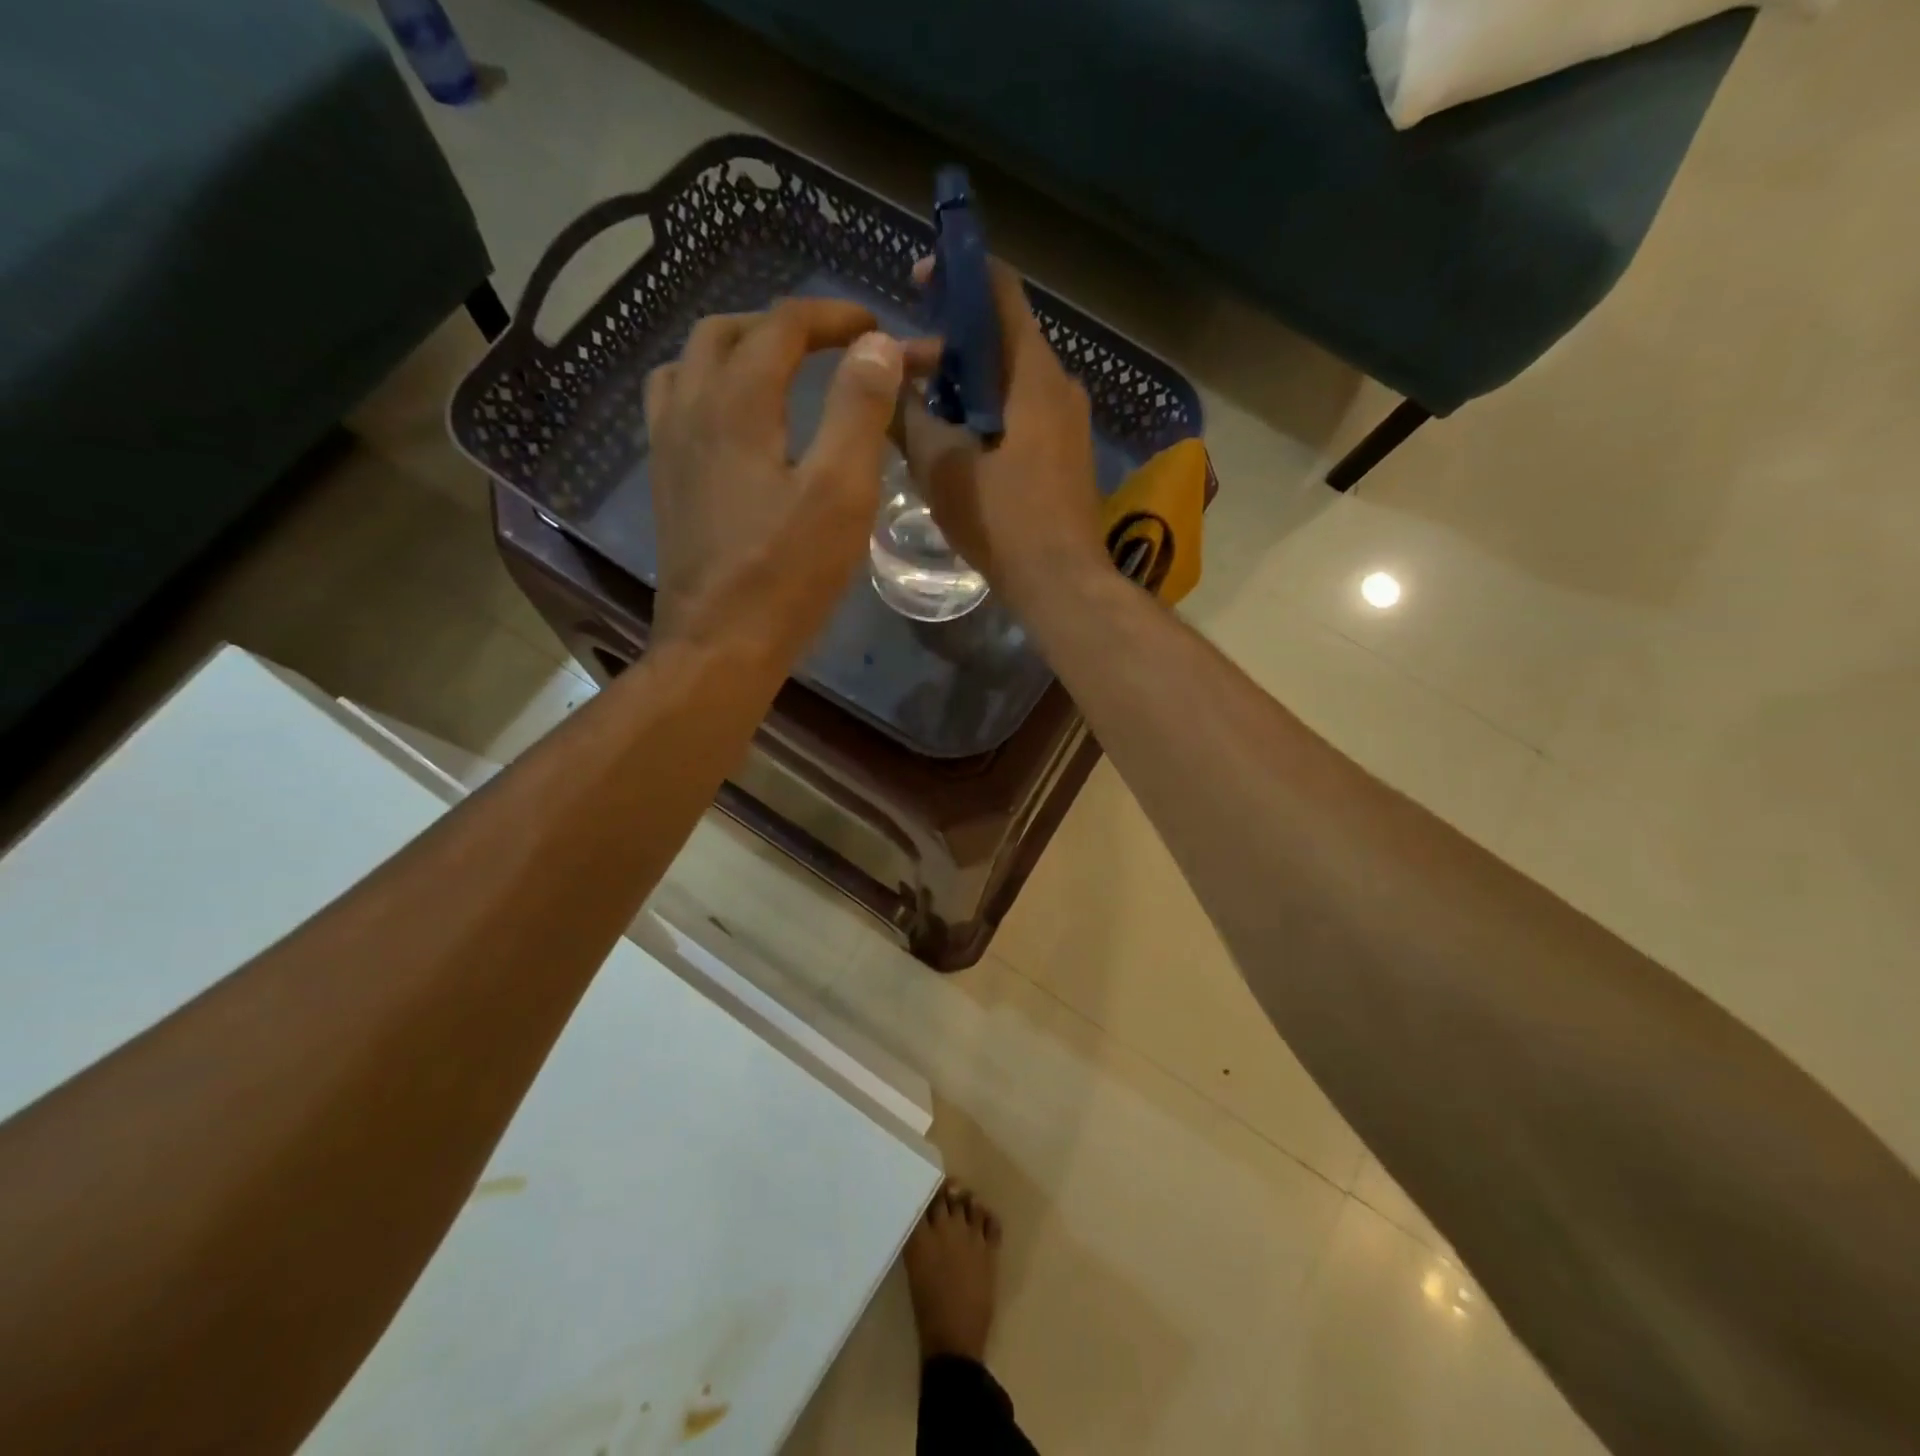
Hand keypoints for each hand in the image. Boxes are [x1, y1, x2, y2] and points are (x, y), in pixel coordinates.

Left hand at [644, 299, 925, 653]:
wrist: (718, 645)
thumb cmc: (787, 574)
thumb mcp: (841, 492)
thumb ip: (859, 410)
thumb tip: (877, 346)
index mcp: (737, 402)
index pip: (782, 325)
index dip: (833, 316)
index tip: (876, 329)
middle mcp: (690, 408)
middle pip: (728, 331)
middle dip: (785, 325)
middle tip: (833, 346)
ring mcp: (668, 446)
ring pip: (691, 363)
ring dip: (739, 349)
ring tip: (781, 371)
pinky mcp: (666, 482)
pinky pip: (676, 405)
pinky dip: (709, 388)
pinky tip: (736, 422)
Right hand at [896, 258, 1107, 613]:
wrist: (1061, 584)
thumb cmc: (1002, 520)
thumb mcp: (941, 466)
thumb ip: (908, 417)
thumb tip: (886, 382)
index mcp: (1033, 374)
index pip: (1001, 292)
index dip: (958, 272)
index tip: (919, 280)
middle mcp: (1061, 387)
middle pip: (1002, 341)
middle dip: (951, 347)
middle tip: (903, 373)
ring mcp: (1070, 424)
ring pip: (1011, 382)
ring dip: (966, 387)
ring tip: (922, 414)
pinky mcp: (1068, 456)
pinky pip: (1024, 415)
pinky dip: (988, 415)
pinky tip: (957, 446)